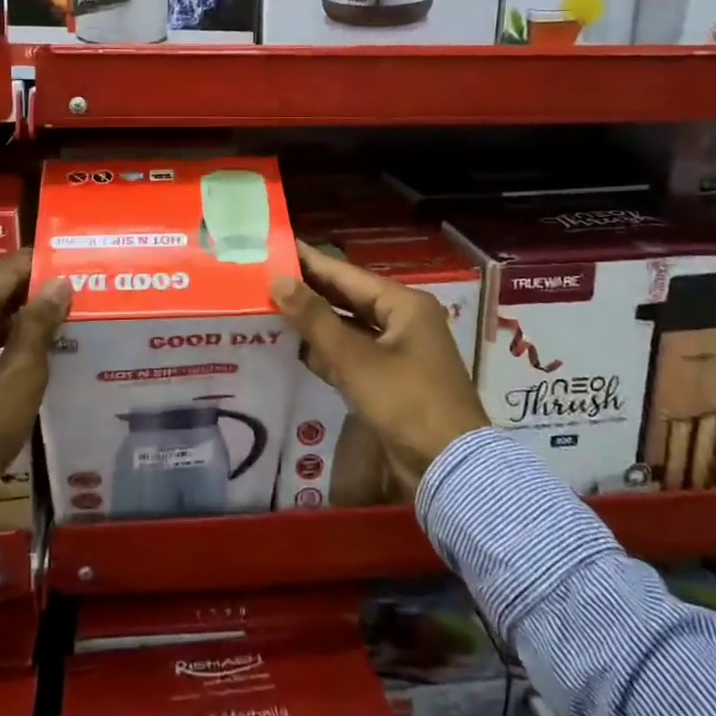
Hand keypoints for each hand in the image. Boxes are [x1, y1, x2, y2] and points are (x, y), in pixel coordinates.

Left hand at [0, 250, 70, 504]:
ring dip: (16, 318)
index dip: (45, 267)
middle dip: (32, 294)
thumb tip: (61, 283)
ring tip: (61, 321)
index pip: (8, 269)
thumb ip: (40, 322)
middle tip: (77, 296)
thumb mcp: (21, 372)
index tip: (79, 268)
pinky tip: (29, 348)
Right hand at [271, 241, 489, 496]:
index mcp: (404, 305)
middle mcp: (402, 321)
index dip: (311, 261)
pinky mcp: (389, 380)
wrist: (449, 469)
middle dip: (309, 291)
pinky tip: (293, 347)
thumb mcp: (356, 359)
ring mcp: (397, 352)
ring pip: (347, 328)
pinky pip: (351, 355)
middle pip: (347, 298)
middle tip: (267, 276)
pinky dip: (326, 351)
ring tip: (271, 306)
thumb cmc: (406, 402)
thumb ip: (314, 319)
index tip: (278, 246)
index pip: (347, 274)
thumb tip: (278, 280)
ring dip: (314, 322)